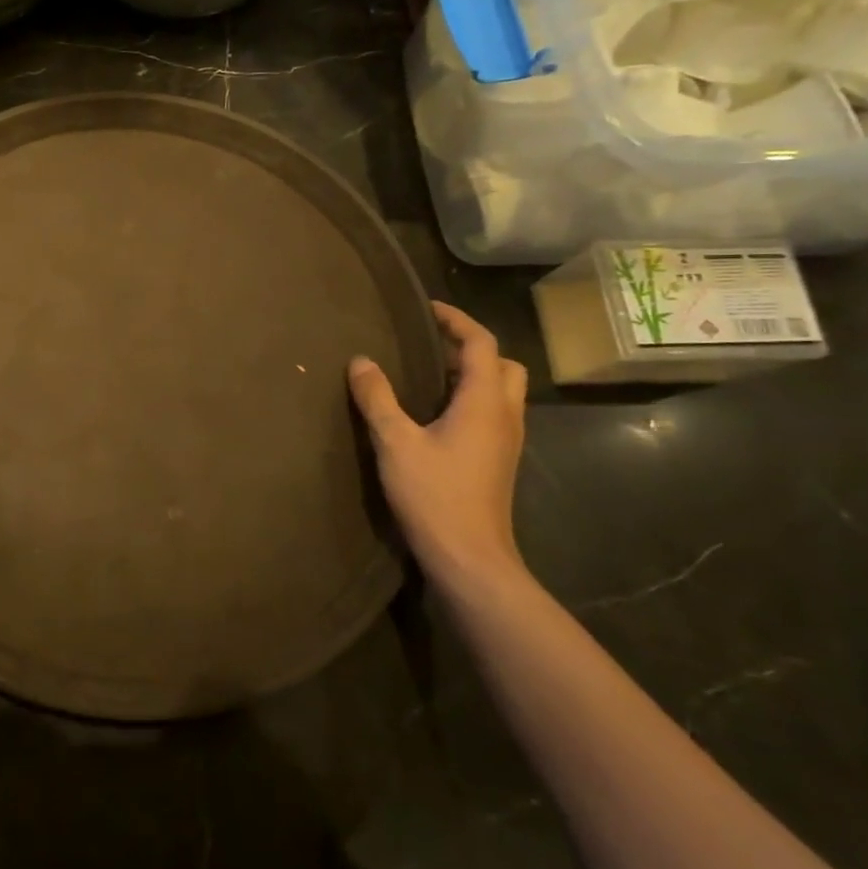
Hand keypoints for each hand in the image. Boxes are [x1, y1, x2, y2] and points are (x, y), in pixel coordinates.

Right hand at [348, 301, 527, 594]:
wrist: (470, 558)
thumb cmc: (434, 495)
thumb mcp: (395, 442)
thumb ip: (377, 398)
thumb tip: (361, 361)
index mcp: (484, 402)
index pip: (481, 343)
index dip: (456, 320)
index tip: (426, 310)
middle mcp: (504, 415)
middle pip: (503, 364)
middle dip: (471, 346)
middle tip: (431, 344)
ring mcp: (506, 440)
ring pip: (500, 390)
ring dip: (471, 373)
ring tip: (427, 374)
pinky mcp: (498, 460)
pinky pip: (491, 413)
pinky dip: (469, 398)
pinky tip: (434, 413)